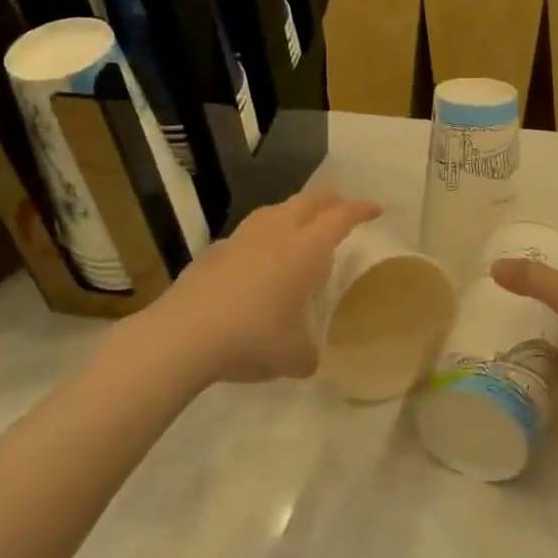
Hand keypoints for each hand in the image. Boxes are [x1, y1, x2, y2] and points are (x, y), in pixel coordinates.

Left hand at [162, 188, 380, 383]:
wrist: (183, 335)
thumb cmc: (251, 338)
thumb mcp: (293, 357)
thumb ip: (308, 353)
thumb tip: (308, 357)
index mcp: (304, 250)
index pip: (340, 217)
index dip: (360, 209)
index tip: (375, 209)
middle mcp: (276, 233)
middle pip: (309, 200)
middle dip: (330, 200)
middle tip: (342, 210)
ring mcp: (241, 239)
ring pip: (275, 210)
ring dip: (294, 212)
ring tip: (300, 228)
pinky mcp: (214, 252)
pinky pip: (248, 234)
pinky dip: (263, 237)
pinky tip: (258, 259)